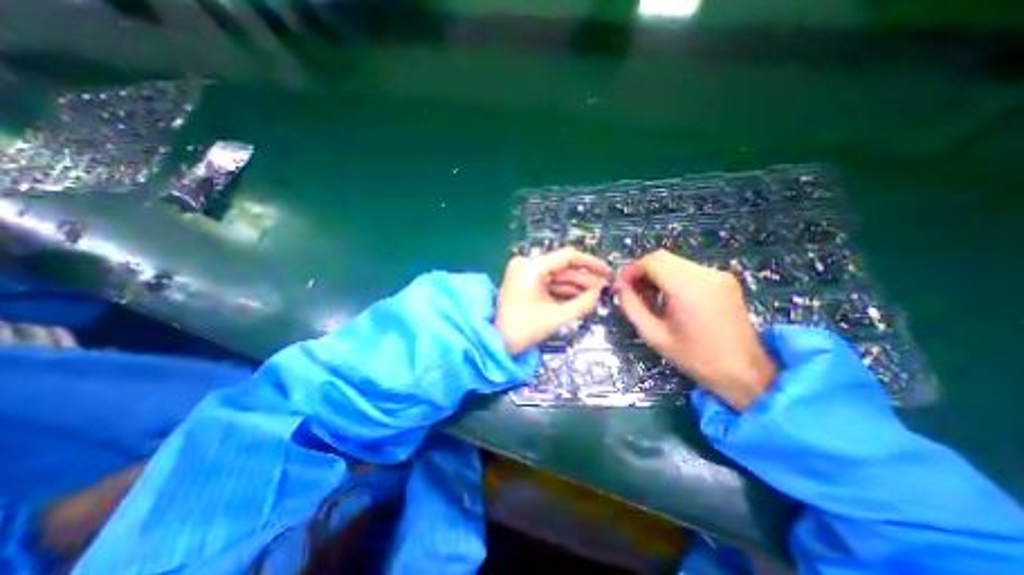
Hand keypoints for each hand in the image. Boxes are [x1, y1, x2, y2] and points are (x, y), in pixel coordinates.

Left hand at [499, 250, 609, 356]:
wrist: (497, 341)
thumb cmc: (523, 330)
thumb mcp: (556, 317)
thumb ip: (582, 304)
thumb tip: (599, 293)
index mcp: (531, 268)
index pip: (567, 257)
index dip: (589, 263)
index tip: (606, 271)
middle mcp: (526, 264)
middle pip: (562, 267)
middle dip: (583, 279)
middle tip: (602, 288)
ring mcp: (523, 272)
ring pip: (556, 275)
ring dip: (574, 286)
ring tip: (594, 295)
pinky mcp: (524, 281)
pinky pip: (548, 282)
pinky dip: (562, 290)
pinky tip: (578, 297)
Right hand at [611, 249, 771, 407]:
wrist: (745, 372)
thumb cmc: (695, 357)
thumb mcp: (654, 336)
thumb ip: (632, 307)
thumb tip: (619, 288)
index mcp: (687, 288)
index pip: (651, 261)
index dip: (631, 270)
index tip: (620, 287)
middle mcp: (705, 274)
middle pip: (662, 258)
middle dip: (642, 272)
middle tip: (632, 293)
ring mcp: (718, 275)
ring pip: (675, 262)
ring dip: (656, 275)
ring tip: (650, 298)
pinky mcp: (724, 279)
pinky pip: (689, 270)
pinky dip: (672, 278)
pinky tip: (670, 298)